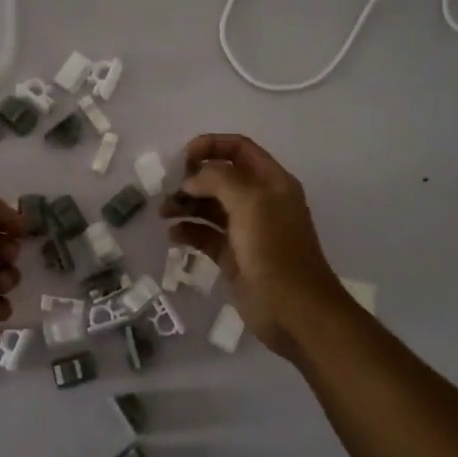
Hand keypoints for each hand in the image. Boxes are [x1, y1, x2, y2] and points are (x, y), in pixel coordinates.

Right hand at [163, 134, 348, 358]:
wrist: (294, 310)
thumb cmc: (274, 250)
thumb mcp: (250, 203)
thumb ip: (218, 179)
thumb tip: (191, 180)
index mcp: (271, 182)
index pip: (239, 148)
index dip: (211, 146)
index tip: (183, 158)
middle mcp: (259, 202)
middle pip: (221, 177)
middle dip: (193, 179)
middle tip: (169, 191)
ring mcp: (246, 231)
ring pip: (210, 207)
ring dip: (186, 205)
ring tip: (164, 213)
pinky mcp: (233, 257)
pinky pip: (206, 236)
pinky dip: (188, 232)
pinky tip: (173, 236)